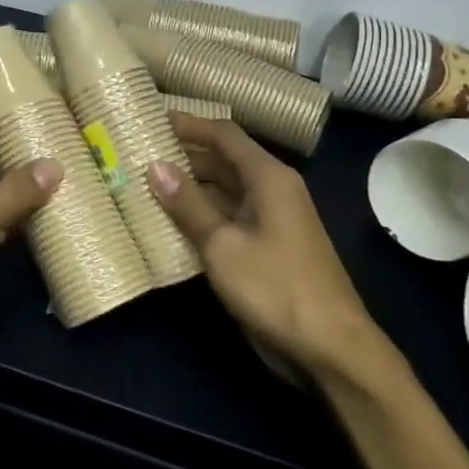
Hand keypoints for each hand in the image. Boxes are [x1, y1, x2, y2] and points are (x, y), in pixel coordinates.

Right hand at [148, 115, 398, 388]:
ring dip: (188, 188)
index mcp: (268, 177)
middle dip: (183, 156)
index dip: (188, 124)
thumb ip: (188, 204)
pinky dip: (200, 216)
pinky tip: (168, 223)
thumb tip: (154, 166)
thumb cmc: (276, 287)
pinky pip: (228, 218)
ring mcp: (270, 220)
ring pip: (223, 191)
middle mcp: (271, 190)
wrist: (331, 349)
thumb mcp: (223, 244)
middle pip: (223, 160)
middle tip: (137, 154)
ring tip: (143, 185)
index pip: (223, 134)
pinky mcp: (266, 248)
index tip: (150, 119)